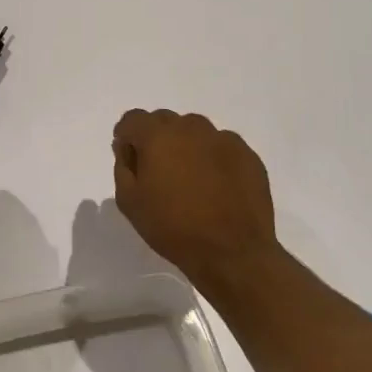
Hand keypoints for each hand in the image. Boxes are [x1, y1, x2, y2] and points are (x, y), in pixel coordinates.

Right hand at [113, 109, 280, 295]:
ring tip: (189, 177)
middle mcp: (191, 128)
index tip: (129, 156)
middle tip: (158, 171)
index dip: (126, 135)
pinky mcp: (247, 155)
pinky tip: (215, 185)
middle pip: (164, 121)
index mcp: (158, 136)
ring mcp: (223, 139)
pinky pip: (221, 146)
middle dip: (156, 139)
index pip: (133, 119)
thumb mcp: (129, 201)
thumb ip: (123, 167)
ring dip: (185, 145)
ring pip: (194, 130)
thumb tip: (128, 148)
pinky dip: (212, 157)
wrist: (233, 253)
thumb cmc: (173, 227)